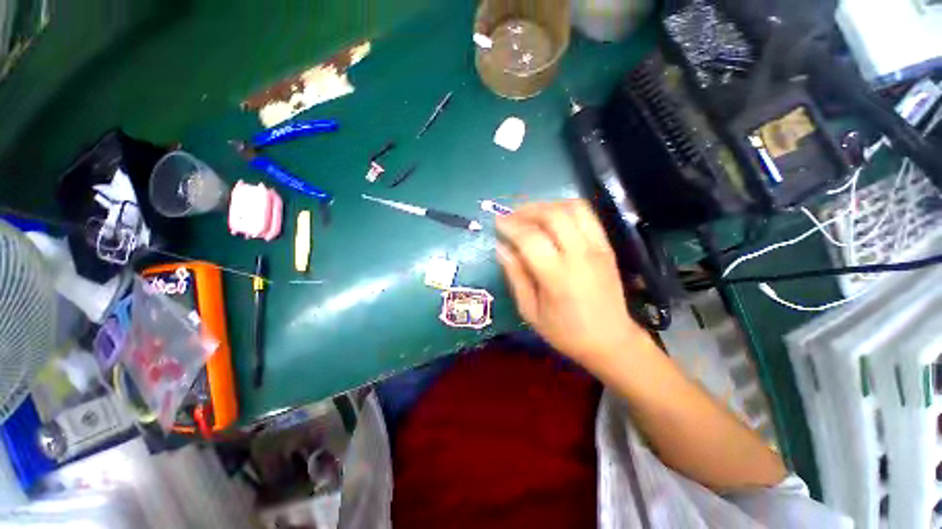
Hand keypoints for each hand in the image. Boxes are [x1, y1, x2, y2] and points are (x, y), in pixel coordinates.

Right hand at [496, 200, 644, 363]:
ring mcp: (597, 248)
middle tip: (511, 217)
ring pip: (572, 208)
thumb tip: (501, 248)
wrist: (611, 340)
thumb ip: (516, 276)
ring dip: (547, 205)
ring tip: (530, 214)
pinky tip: (553, 217)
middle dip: (527, 210)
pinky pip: (587, 215)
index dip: (510, 225)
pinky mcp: (607, 246)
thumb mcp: (530, 311)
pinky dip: (566, 208)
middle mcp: (579, 255)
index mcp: (557, 276)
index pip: (529, 238)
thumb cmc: (565, 332)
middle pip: (552, 215)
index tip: (497, 222)